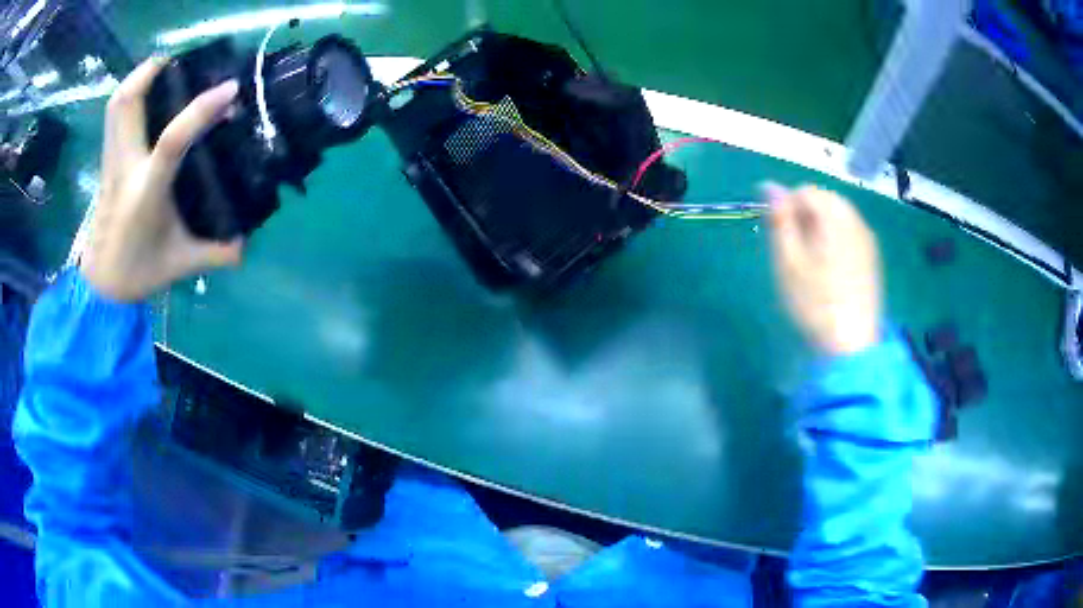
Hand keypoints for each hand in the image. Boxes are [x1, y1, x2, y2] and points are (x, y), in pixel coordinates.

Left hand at [80, 58, 242, 302]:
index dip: (201, 110)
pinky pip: (114, 116)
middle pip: (127, 103)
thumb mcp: (181, 264)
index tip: (230, 89)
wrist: (99, 286)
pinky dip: (130, 94)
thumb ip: (216, 252)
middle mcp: (125, 168)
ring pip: (116, 104)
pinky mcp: (106, 162)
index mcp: (146, 192)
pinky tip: (147, 96)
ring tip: (164, 67)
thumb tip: (247, 244)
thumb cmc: (138, 273)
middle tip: (182, 59)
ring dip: (139, 77)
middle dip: (153, 70)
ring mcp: (112, 162)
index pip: (172, 141)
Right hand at [765, 183, 881, 354]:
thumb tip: (769, 185)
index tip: (778, 237)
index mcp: (834, 217)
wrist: (852, 346)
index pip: (804, 191)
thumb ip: (779, 220)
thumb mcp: (787, 261)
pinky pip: (850, 233)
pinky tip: (829, 270)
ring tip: (810, 262)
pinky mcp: (873, 258)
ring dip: (819, 227)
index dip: (786, 208)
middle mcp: (855, 220)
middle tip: (793, 251)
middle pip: (824, 200)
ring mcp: (868, 239)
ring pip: (838, 216)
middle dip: (804, 216)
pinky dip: (835, 240)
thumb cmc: (814, 303)